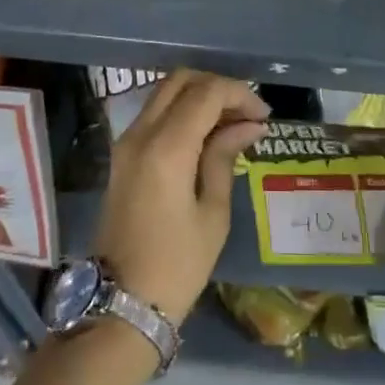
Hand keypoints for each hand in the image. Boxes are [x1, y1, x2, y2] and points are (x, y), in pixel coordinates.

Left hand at [92, 70, 268, 324]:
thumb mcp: (212, 213)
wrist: (120, 303)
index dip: (239, 94)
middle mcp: (140, 133)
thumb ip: (225, 157)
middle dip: (218, 88)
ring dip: (199, 96)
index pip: (206, 93)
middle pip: (181, 80)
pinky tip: (207, 135)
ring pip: (165, 93)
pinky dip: (182, 111)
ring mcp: (126, 142)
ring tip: (231, 123)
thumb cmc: (176, 265)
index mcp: (166, 148)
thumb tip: (249, 126)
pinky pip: (155, 113)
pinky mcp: (122, 155)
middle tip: (247, 114)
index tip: (263, 117)